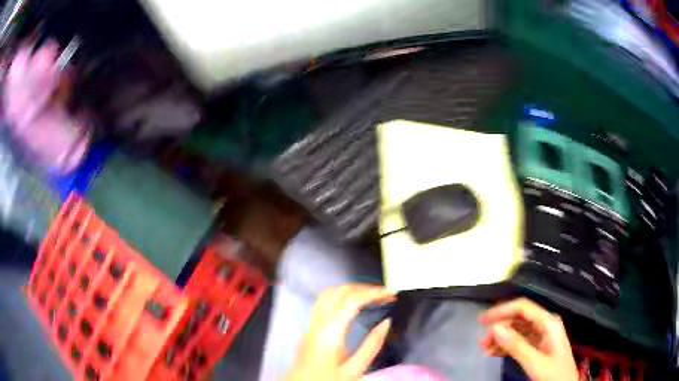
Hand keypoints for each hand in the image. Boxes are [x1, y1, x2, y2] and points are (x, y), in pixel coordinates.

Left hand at [286, 284, 395, 380]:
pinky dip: (341, 296)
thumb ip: (372, 345)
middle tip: (384, 294)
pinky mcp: (309, 327)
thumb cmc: (328, 380)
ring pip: (329, 293)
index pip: (352, 300)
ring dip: (352, 290)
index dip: (372, 292)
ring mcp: (311, 323)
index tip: (390, 293)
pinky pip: (323, 302)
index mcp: (330, 332)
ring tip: (371, 297)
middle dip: (364, 288)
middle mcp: (318, 323)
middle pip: (340, 291)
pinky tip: (352, 305)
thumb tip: (386, 323)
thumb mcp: (355, 369)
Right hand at [479, 298, 578, 380]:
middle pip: (519, 318)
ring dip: (501, 338)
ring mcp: (542, 335)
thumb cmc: (553, 373)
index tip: (482, 320)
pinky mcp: (538, 346)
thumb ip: (516, 345)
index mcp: (548, 322)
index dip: (502, 310)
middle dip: (499, 327)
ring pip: (517, 330)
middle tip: (482, 341)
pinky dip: (506, 346)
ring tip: (484, 349)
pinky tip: (494, 353)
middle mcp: (545, 324)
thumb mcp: (534, 361)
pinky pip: (519, 341)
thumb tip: (495, 328)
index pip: (523, 307)